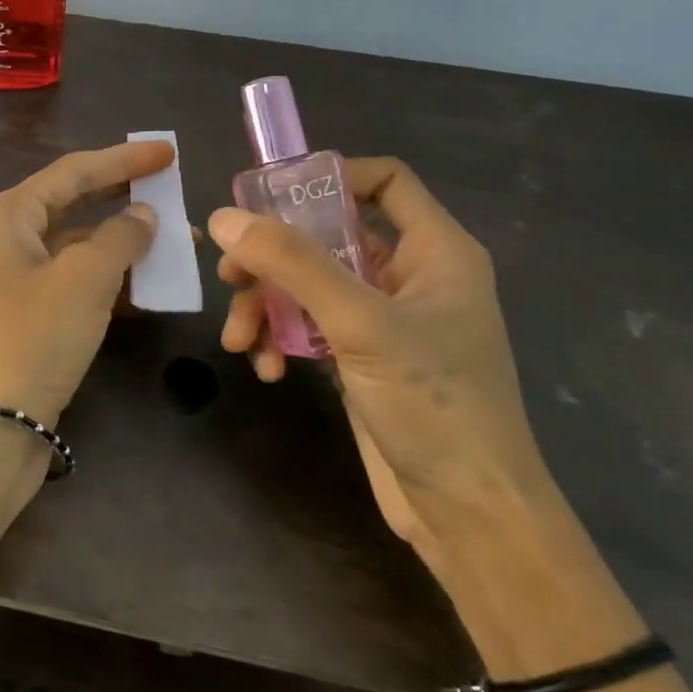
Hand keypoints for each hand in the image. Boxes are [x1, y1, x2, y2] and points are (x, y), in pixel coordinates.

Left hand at [0, 140, 170, 426]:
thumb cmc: (32, 338)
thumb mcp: (83, 279)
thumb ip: (120, 237)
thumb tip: (143, 215)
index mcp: (6, 216)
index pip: (72, 172)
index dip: (122, 160)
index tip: (167, 153)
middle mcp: (4, 240)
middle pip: (73, 205)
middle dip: (123, 199)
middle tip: (171, 191)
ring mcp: (13, 281)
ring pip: (76, 248)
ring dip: (122, 245)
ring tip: (175, 243)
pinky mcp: (26, 317)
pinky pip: (73, 283)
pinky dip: (108, 280)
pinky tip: (147, 286)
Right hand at [208, 156, 554, 564]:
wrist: (468, 514)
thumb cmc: (433, 405)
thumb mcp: (360, 324)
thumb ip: (293, 264)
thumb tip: (224, 217)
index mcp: (435, 251)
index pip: (385, 180)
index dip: (329, 177)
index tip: (270, 199)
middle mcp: (409, 276)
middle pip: (328, 235)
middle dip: (274, 256)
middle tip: (230, 275)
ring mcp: (383, 319)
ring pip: (309, 284)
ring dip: (266, 305)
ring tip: (240, 339)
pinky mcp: (361, 357)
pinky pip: (308, 325)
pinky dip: (282, 339)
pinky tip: (268, 369)